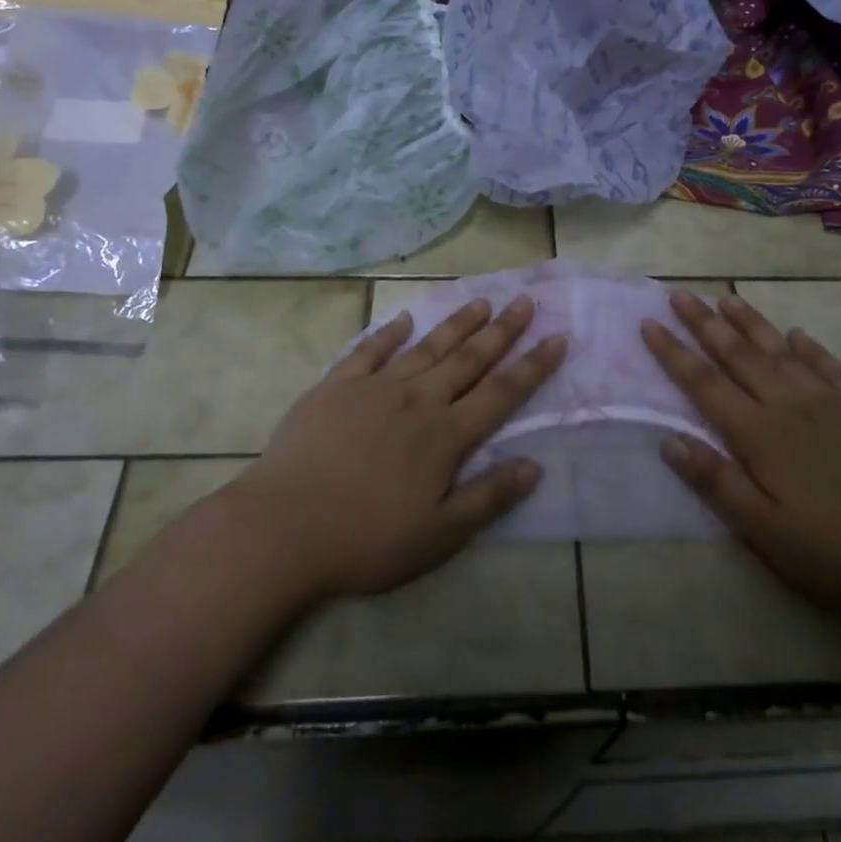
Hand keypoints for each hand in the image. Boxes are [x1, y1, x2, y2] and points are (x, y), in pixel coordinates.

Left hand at [225, 297, 566, 603]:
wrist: (283, 528)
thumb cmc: (366, 540)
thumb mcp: (438, 535)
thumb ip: (488, 498)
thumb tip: (534, 466)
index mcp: (445, 435)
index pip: (501, 393)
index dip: (532, 366)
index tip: (557, 338)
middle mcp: (417, 400)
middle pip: (468, 359)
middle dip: (502, 331)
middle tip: (525, 301)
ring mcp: (375, 388)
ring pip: (427, 347)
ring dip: (457, 324)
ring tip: (481, 301)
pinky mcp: (336, 387)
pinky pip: (369, 351)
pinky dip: (389, 333)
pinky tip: (404, 320)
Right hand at [641, 292, 840, 612]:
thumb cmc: (832, 551)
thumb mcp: (763, 530)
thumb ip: (715, 481)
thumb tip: (668, 438)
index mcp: (759, 433)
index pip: (704, 383)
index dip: (673, 352)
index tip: (649, 323)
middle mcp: (789, 404)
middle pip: (738, 354)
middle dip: (704, 323)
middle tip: (679, 294)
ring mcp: (830, 401)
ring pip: (780, 350)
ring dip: (750, 322)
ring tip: (727, 298)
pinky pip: (829, 365)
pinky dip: (809, 347)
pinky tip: (798, 335)